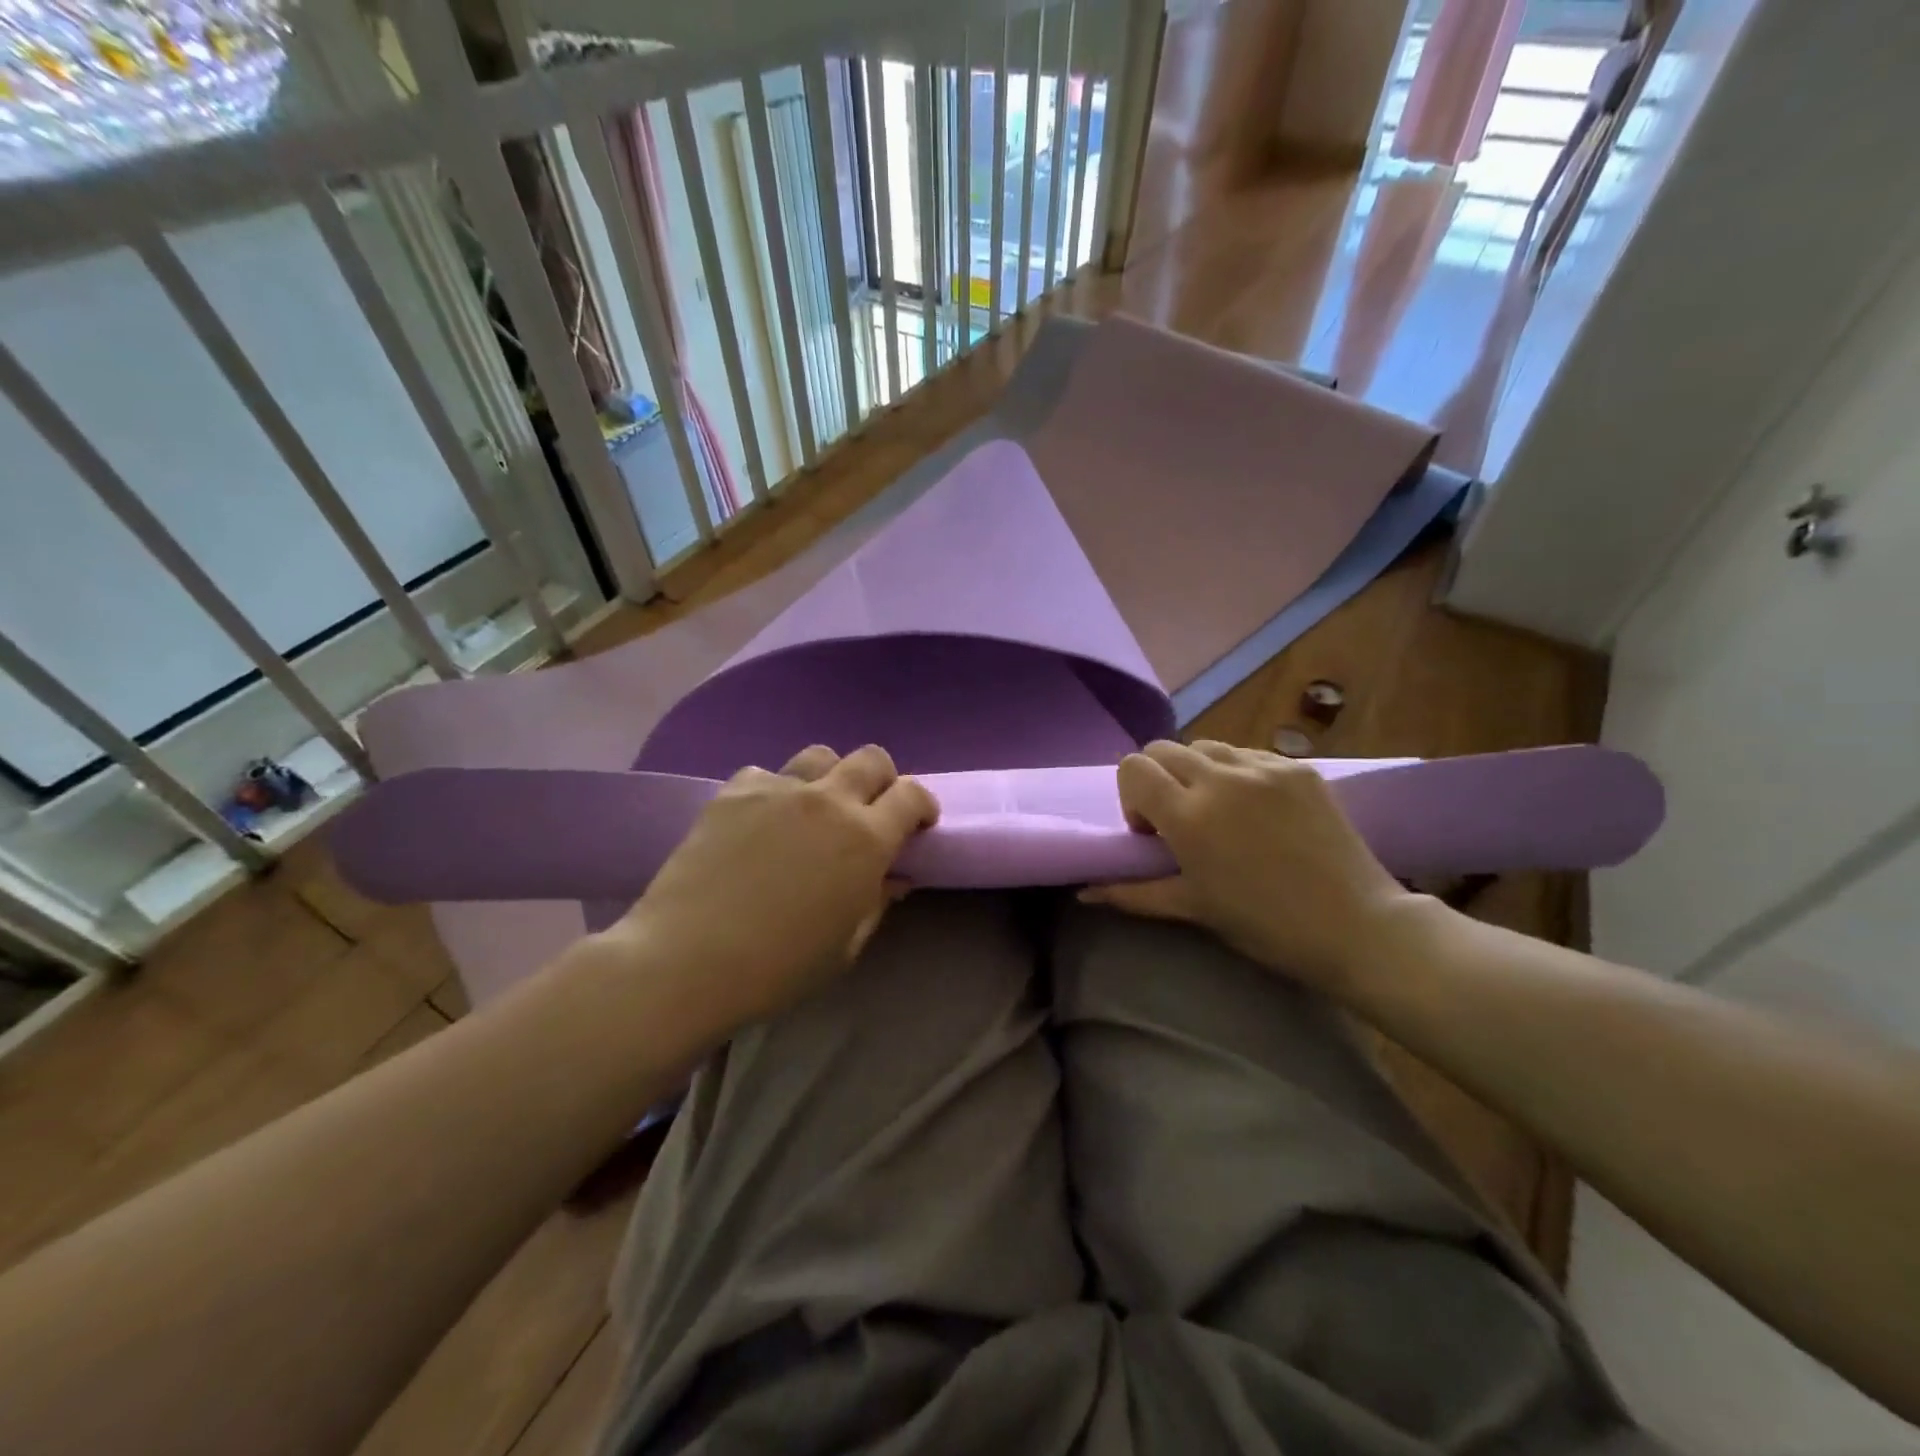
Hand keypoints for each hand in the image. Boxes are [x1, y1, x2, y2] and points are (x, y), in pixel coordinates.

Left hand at [609, 744, 937, 1034]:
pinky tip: (762, 822)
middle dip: (883, 780)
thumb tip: (894, 877)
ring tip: (816, 809)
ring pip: (820, 755)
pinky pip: (767, 774)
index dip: (922, 805)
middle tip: (871, 812)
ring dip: (830, 777)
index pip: (911, 795)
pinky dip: (776, 791)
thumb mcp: (846, 945)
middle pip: (871, 759)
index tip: (918, 825)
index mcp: (866, 838)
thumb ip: (877, 901)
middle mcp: (828, 800)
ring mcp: (778, 789)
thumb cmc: (780, 966)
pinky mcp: (734, 791)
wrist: (689, 960)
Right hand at [1082, 740, 1416, 989]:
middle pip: (1163, 749)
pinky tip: (1259, 811)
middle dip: (1158, 779)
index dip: (1132, 797)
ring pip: (1206, 746)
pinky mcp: (1299, 767)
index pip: (1133, 768)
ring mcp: (1264, 767)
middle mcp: (1221, 778)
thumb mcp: (1193, 908)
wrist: (1358, 925)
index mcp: (1189, 815)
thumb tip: (1083, 893)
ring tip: (1221, 812)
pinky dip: (1238, 774)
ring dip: (1197, 772)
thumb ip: (1132, 893)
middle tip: (1181, 821)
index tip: (1153, 833)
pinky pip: (1249, 754)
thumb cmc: (1265, 925)